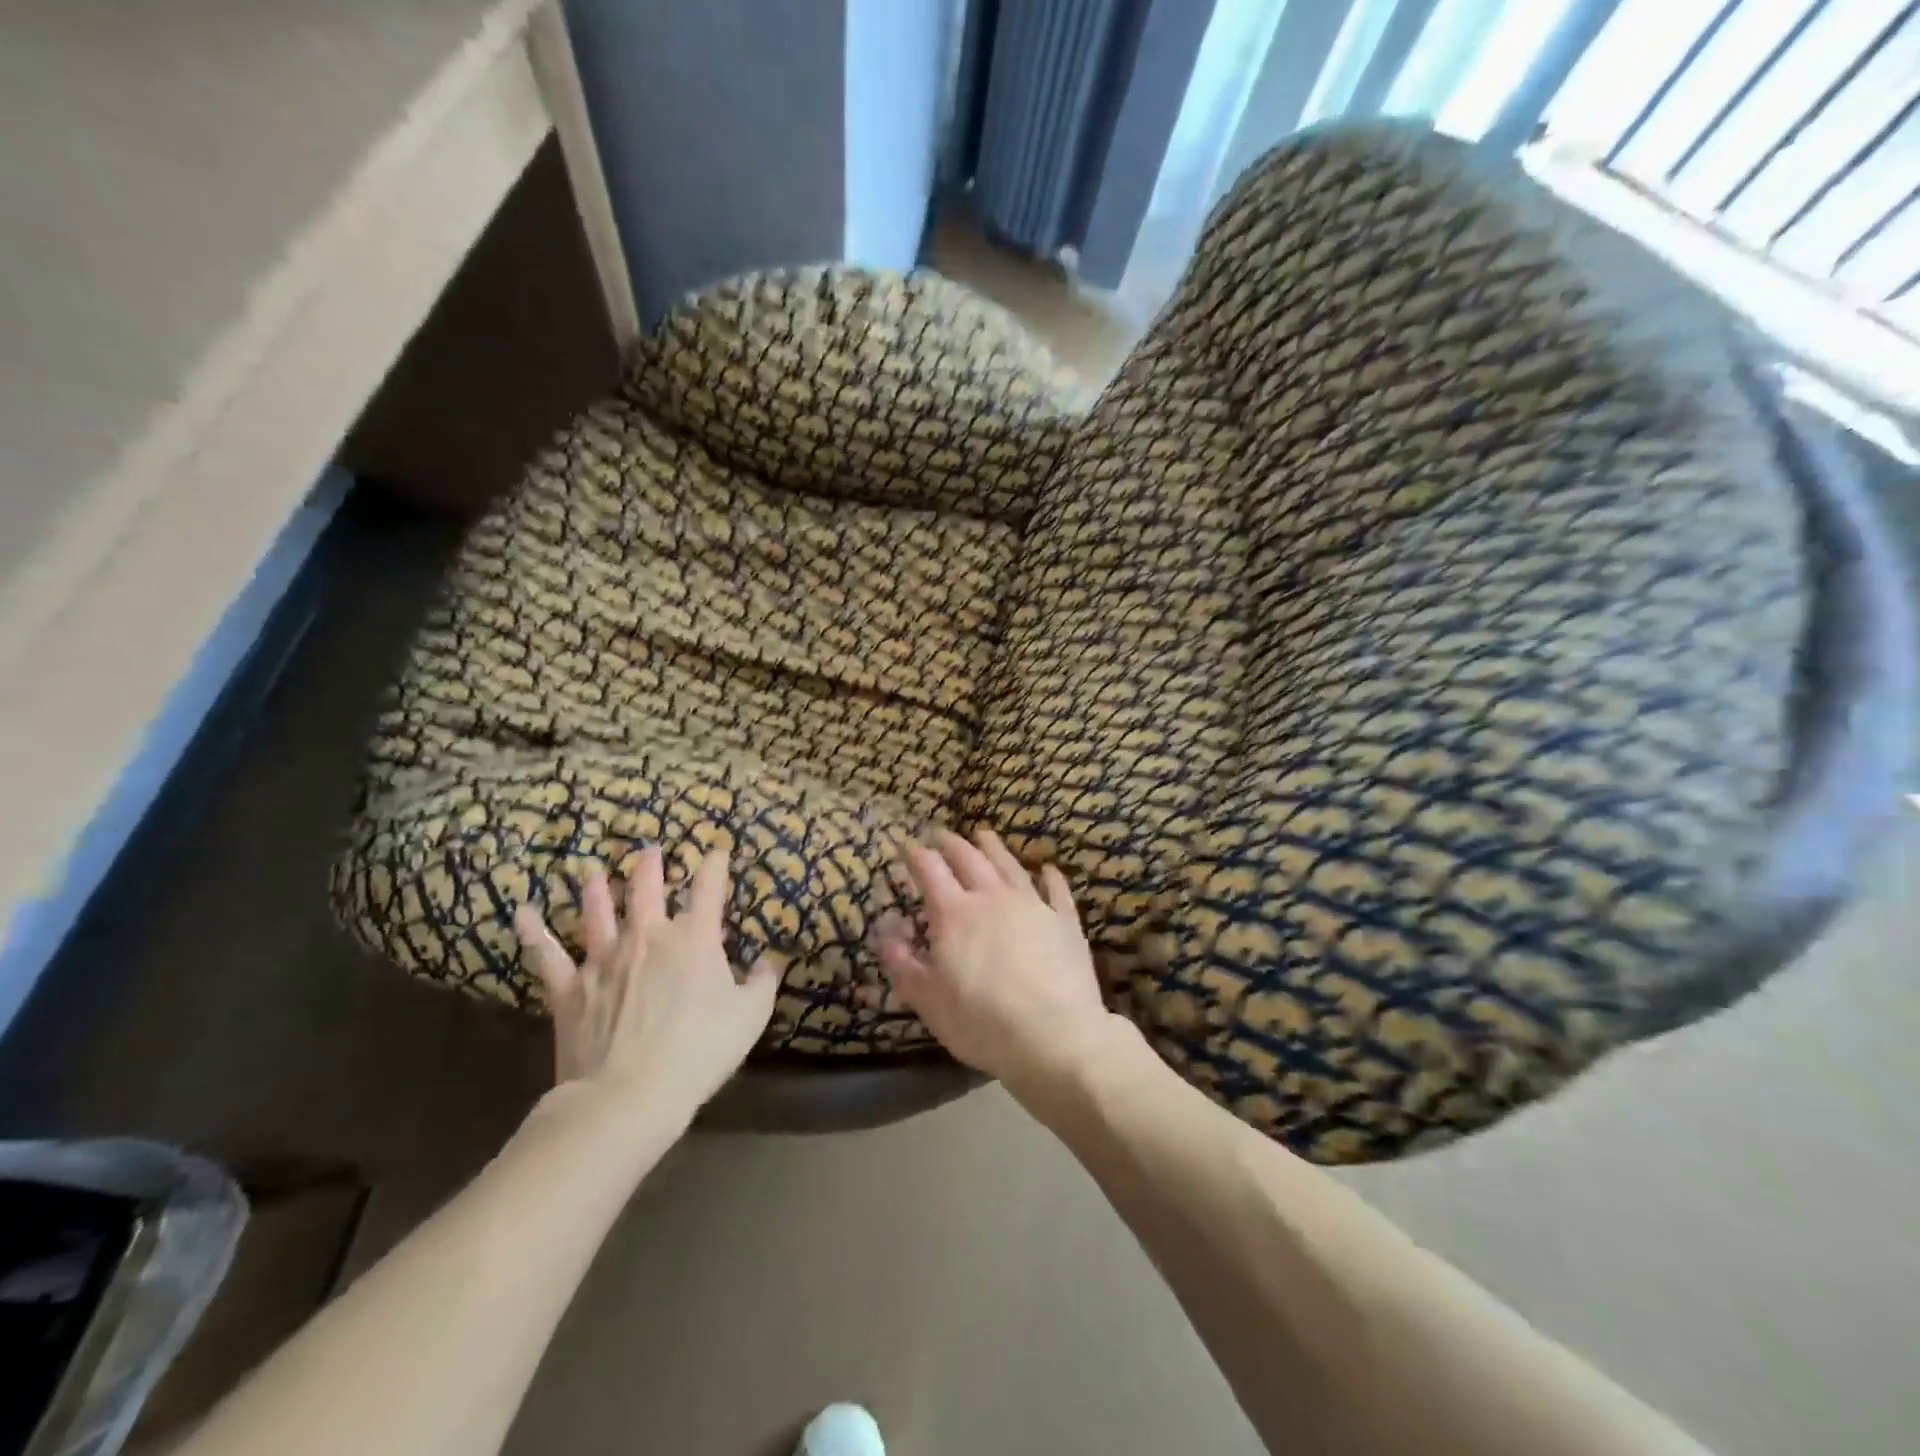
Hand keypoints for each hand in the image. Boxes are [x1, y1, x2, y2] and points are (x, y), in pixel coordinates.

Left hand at [513, 846, 779, 1121]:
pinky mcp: (570, 988)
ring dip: (597, 890)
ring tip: (595, 873)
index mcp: (694, 938)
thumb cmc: (700, 1051)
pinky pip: (547, 954)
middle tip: (649, 850)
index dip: (714, 866)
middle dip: (650, 865)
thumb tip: (766, 963)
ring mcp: (604, 959)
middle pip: (647, 888)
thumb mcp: (750, 1017)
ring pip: (598, 913)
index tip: (718, 853)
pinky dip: (534, 932)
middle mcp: (648, 936)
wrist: (629, 1094)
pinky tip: (522, 912)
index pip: (708, 889)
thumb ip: (761, 983)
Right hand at [875, 828, 1127, 1099]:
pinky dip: (1050, 876)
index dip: (917, 856)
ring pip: (1010, 865)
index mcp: (954, 913)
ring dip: (994, 848)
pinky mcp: (1064, 921)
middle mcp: (992, 897)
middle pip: (970, 859)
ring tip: (984, 836)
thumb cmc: (981, 1021)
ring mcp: (1032, 905)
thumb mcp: (927, 1000)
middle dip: (952, 845)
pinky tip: (1047, 869)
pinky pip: (1056, 890)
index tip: (908, 849)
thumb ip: (902, 963)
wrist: (1054, 1035)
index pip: (930, 870)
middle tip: (943, 836)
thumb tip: (886, 932)